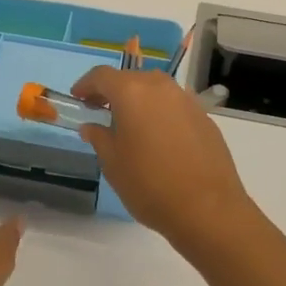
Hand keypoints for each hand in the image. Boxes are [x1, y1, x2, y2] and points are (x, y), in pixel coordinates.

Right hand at [70, 68, 254, 248]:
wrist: (208, 209)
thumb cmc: (149, 185)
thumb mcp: (113, 163)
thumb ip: (99, 138)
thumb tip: (91, 126)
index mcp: (133, 93)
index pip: (102, 75)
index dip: (86, 84)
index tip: (78, 99)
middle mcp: (161, 88)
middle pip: (131, 79)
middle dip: (113, 92)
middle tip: (100, 112)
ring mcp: (187, 101)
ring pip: (156, 90)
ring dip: (139, 101)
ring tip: (130, 126)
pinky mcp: (205, 119)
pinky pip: (175, 107)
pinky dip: (161, 114)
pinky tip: (158, 139)